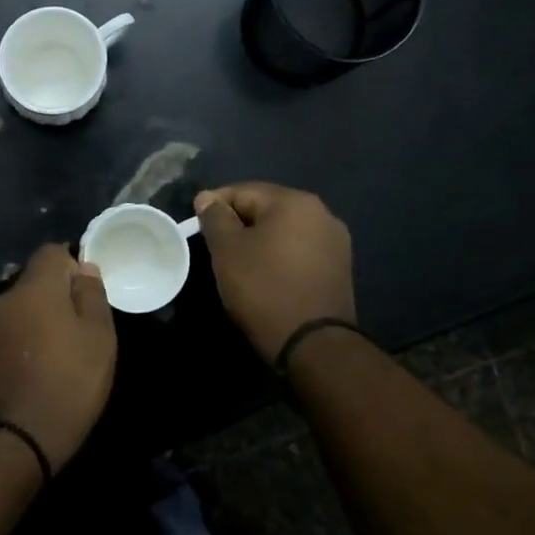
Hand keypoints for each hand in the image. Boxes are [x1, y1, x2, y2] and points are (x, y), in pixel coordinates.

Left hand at [0, 244, 116, 473]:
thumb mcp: (99, 337)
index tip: (88, 294)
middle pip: (34, 281)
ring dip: (38, 319)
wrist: (17, 440)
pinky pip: (8, 333)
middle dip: (56, 295)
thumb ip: (92, 294)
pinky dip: (23, 340)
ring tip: (59, 351)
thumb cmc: (70, 383)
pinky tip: (37, 368)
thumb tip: (84, 268)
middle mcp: (4, 300)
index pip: (51, 252)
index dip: (72, 265)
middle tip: (80, 327)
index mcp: (34, 288)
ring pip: (19, 308)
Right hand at [193, 183, 355, 361]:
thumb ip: (215, 218)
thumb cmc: (264, 289)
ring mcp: (335, 240)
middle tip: (215, 246)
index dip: (214, 205)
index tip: (196, 226)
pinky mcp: (339, 266)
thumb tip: (207, 197)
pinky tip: (266, 274)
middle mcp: (321, 212)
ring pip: (284, 230)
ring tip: (238, 262)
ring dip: (260, 239)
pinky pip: (300, 249)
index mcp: (294, 201)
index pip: (243, 191)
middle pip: (267, 207)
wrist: (313, 344)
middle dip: (238, 222)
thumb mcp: (227, 250)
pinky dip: (279, 255)